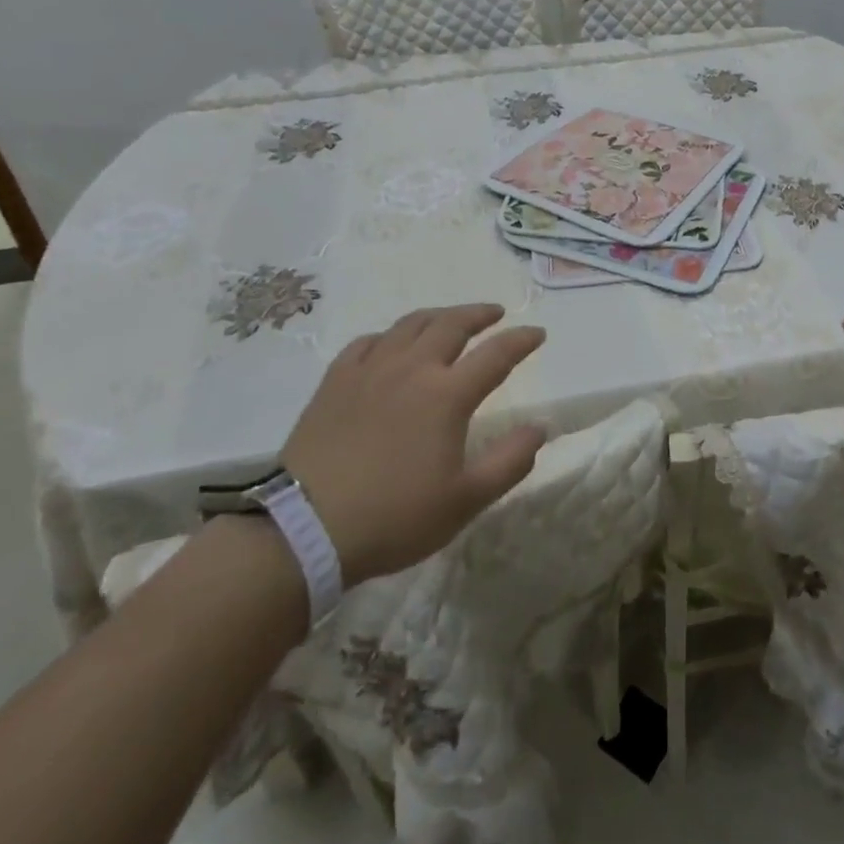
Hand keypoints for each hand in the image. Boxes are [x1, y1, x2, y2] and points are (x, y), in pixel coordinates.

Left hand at [282, 304, 546, 583]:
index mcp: (447, 394)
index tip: (538, 333)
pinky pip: (367, 342)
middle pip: (452, 325)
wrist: (304, 529)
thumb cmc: (393, 517)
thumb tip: (540, 427)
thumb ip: (510, 461)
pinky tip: (390, 344)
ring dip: (438, 316)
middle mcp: (412, 369)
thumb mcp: (465, 501)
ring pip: (410, 325)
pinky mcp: (335, 381)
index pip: (496, 354)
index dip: (521, 340)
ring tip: (450, 319)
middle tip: (495, 313)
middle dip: (479, 314)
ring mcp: (370, 370)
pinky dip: (389, 336)